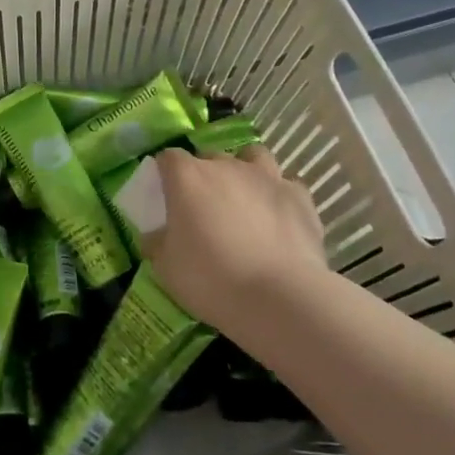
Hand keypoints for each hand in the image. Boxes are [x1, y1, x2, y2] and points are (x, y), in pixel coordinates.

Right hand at [142, 146, 330, 337]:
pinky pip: (286, 184)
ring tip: (244, 198)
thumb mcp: (166, 267)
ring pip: (252, 156)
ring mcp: (266, 177)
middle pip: (209, 156)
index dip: (165, 173)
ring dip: (245, 170)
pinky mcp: (299, 196)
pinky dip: (279, 194)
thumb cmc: (211, 278)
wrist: (280, 298)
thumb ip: (157, 243)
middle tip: (204, 206)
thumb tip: (155, 236)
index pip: (168, 157)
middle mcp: (225, 166)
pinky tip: (277, 216)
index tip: (165, 194)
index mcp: (187, 177)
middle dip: (204, 175)